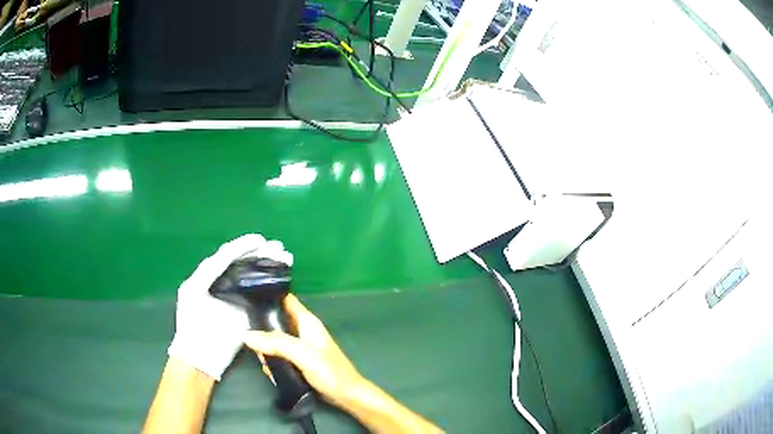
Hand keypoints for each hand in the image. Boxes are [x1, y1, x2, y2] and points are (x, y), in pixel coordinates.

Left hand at [168, 234, 293, 380]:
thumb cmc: (193, 326)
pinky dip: (265, 282)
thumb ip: (209, 272)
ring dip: (265, 265)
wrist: (201, 358)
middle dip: (259, 253)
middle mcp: (220, 284)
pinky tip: (277, 277)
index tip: (262, 241)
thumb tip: (230, 256)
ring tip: (282, 258)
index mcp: (207, 277)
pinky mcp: (242, 312)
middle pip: (241, 263)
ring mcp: (232, 298)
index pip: (227, 255)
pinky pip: (254, 292)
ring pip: (249, 276)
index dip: (244, 246)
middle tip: (279, 249)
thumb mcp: (194, 291)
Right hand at [243, 294, 364, 406]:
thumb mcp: (302, 355)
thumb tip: (247, 335)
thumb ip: (276, 343)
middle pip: (276, 321)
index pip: (285, 299)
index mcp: (307, 322)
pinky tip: (270, 370)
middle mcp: (303, 331)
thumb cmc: (329, 372)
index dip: (268, 295)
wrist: (346, 396)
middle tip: (249, 339)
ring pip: (276, 341)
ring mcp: (301, 347)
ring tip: (261, 359)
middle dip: (262, 329)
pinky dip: (273, 361)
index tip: (247, 298)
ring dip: (267, 349)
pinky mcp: (299, 361)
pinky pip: (280, 355)